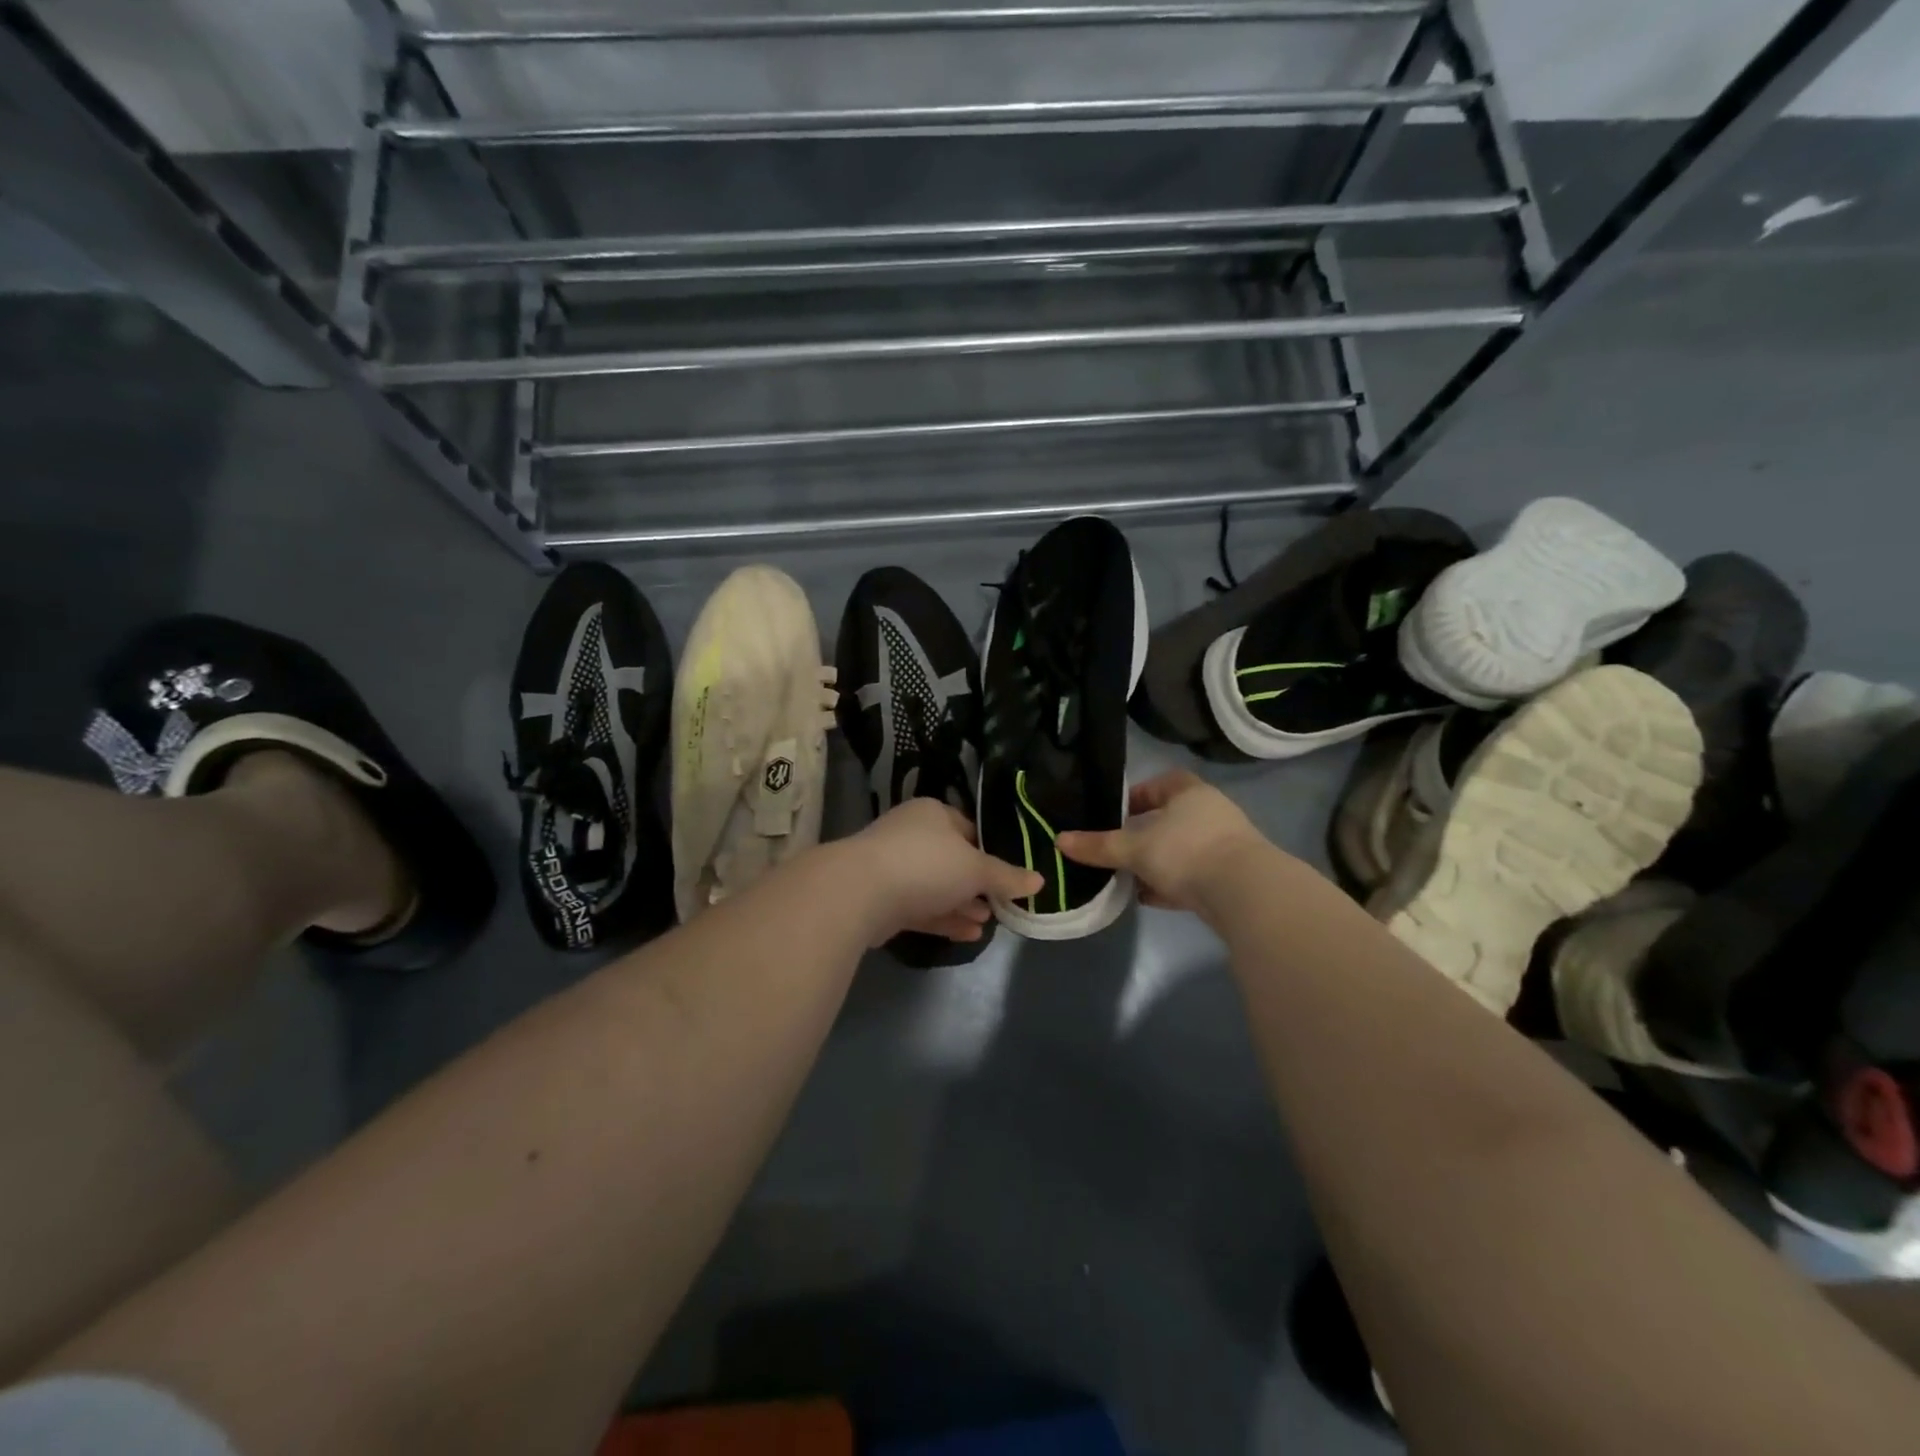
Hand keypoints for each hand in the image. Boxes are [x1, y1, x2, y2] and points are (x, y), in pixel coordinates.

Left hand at [849, 799, 1043, 946]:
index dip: (991, 853)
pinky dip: (944, 919)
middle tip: (1002, 905)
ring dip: (963, 905)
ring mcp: (893, 867)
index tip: (1010, 877)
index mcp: (933, 813)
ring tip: (988, 923)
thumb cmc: (926, 864)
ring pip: (936, 887)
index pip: (969, 829)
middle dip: (977, 885)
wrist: (860, 892)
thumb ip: (1006, 877)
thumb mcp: (976, 868)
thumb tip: (1039, 880)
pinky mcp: (882, 899)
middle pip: (953, 860)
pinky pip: (921, 907)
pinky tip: (968, 935)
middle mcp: (911, 834)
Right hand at [1058, 770, 1267, 912]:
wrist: (1244, 893)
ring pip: (1180, 850)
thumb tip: (1059, 840)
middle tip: (1116, 849)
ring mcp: (1224, 846)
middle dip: (1142, 835)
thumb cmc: (1186, 852)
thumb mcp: (1134, 849)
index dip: (1134, 797)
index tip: (1113, 816)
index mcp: (1190, 793)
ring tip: (1127, 877)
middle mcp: (1211, 813)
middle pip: (1169, 819)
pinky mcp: (1230, 877)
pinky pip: (1192, 876)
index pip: (1159, 784)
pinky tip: (1149, 898)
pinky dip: (1170, 884)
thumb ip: (1098, 846)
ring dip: (1156, 863)